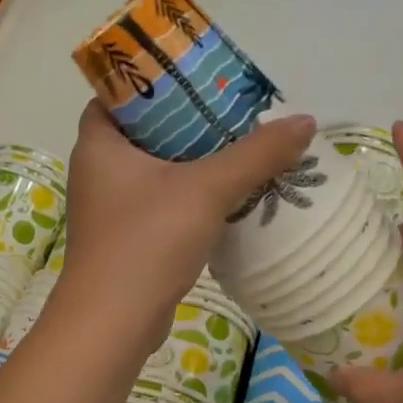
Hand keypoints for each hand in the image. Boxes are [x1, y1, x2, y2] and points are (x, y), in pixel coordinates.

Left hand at [56, 102, 315, 347]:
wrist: (114, 323)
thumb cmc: (147, 241)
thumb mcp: (207, 189)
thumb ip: (256, 154)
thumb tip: (305, 122)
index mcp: (98, 144)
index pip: (119, 94)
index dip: (155, 81)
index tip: (198, 79)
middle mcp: (97, 172)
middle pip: (145, 132)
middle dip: (187, 124)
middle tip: (232, 114)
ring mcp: (110, 210)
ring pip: (156, 173)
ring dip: (193, 164)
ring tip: (240, 150)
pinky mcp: (126, 242)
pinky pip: (161, 206)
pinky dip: (190, 199)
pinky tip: (227, 198)